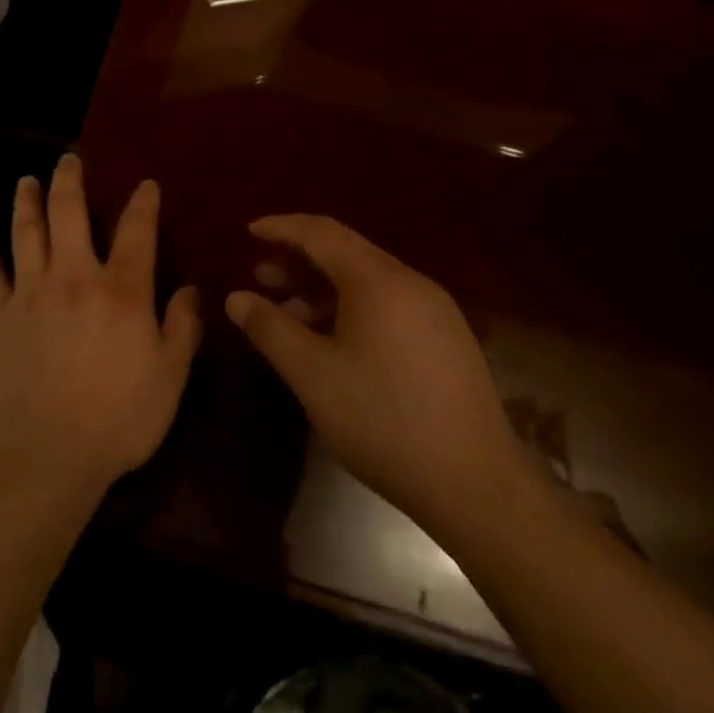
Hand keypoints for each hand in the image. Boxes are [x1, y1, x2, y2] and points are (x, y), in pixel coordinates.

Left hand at [0, 154, 201, 496]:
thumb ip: (181, 328)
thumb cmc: (118, 418)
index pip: (136, 232)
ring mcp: (29, 295)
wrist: (44, 453)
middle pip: (68, 214)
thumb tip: (190, 290)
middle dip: (69, 181)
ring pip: (25, 235)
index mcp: (120, 290)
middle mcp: (73, 278)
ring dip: (25, 204)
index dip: (142, 204)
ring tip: (25, 182)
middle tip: (67, 160)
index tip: (145, 184)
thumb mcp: (169, 378)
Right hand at [226, 215, 521, 535]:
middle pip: (345, 252)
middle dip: (299, 259)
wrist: (477, 485)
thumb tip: (236, 297)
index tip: (250, 232)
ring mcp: (435, 311)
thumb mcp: (312, 373)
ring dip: (323, 288)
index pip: (321, 233)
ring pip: (367, 281)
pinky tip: (332, 342)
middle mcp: (410, 283)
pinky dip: (350, 307)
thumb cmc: (383, 419)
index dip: (282, 228)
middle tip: (260, 275)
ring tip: (289, 313)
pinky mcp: (446, 340)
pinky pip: (388, 304)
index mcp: (378, 281)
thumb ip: (270, 328)